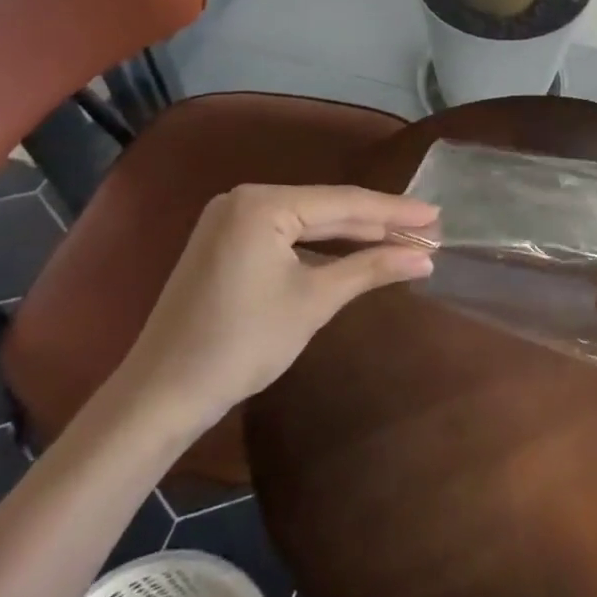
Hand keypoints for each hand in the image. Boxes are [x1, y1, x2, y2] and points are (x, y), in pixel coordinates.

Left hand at [112, 185, 436, 433]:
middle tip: (427, 228)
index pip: (344, 202)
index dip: (394, 211)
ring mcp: (231, 221)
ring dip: (352, 236)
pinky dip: (321, 248)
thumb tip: (426, 257)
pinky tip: (353, 254)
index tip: (436, 216)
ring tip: (401, 240)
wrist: (160, 397)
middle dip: (377, 223)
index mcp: (262, 203)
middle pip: (327, 208)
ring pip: (308, 223)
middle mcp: (244, 199)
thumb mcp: (314, 301)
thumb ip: (372, 268)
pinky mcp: (226, 244)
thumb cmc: (241, 343)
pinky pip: (286, 237)